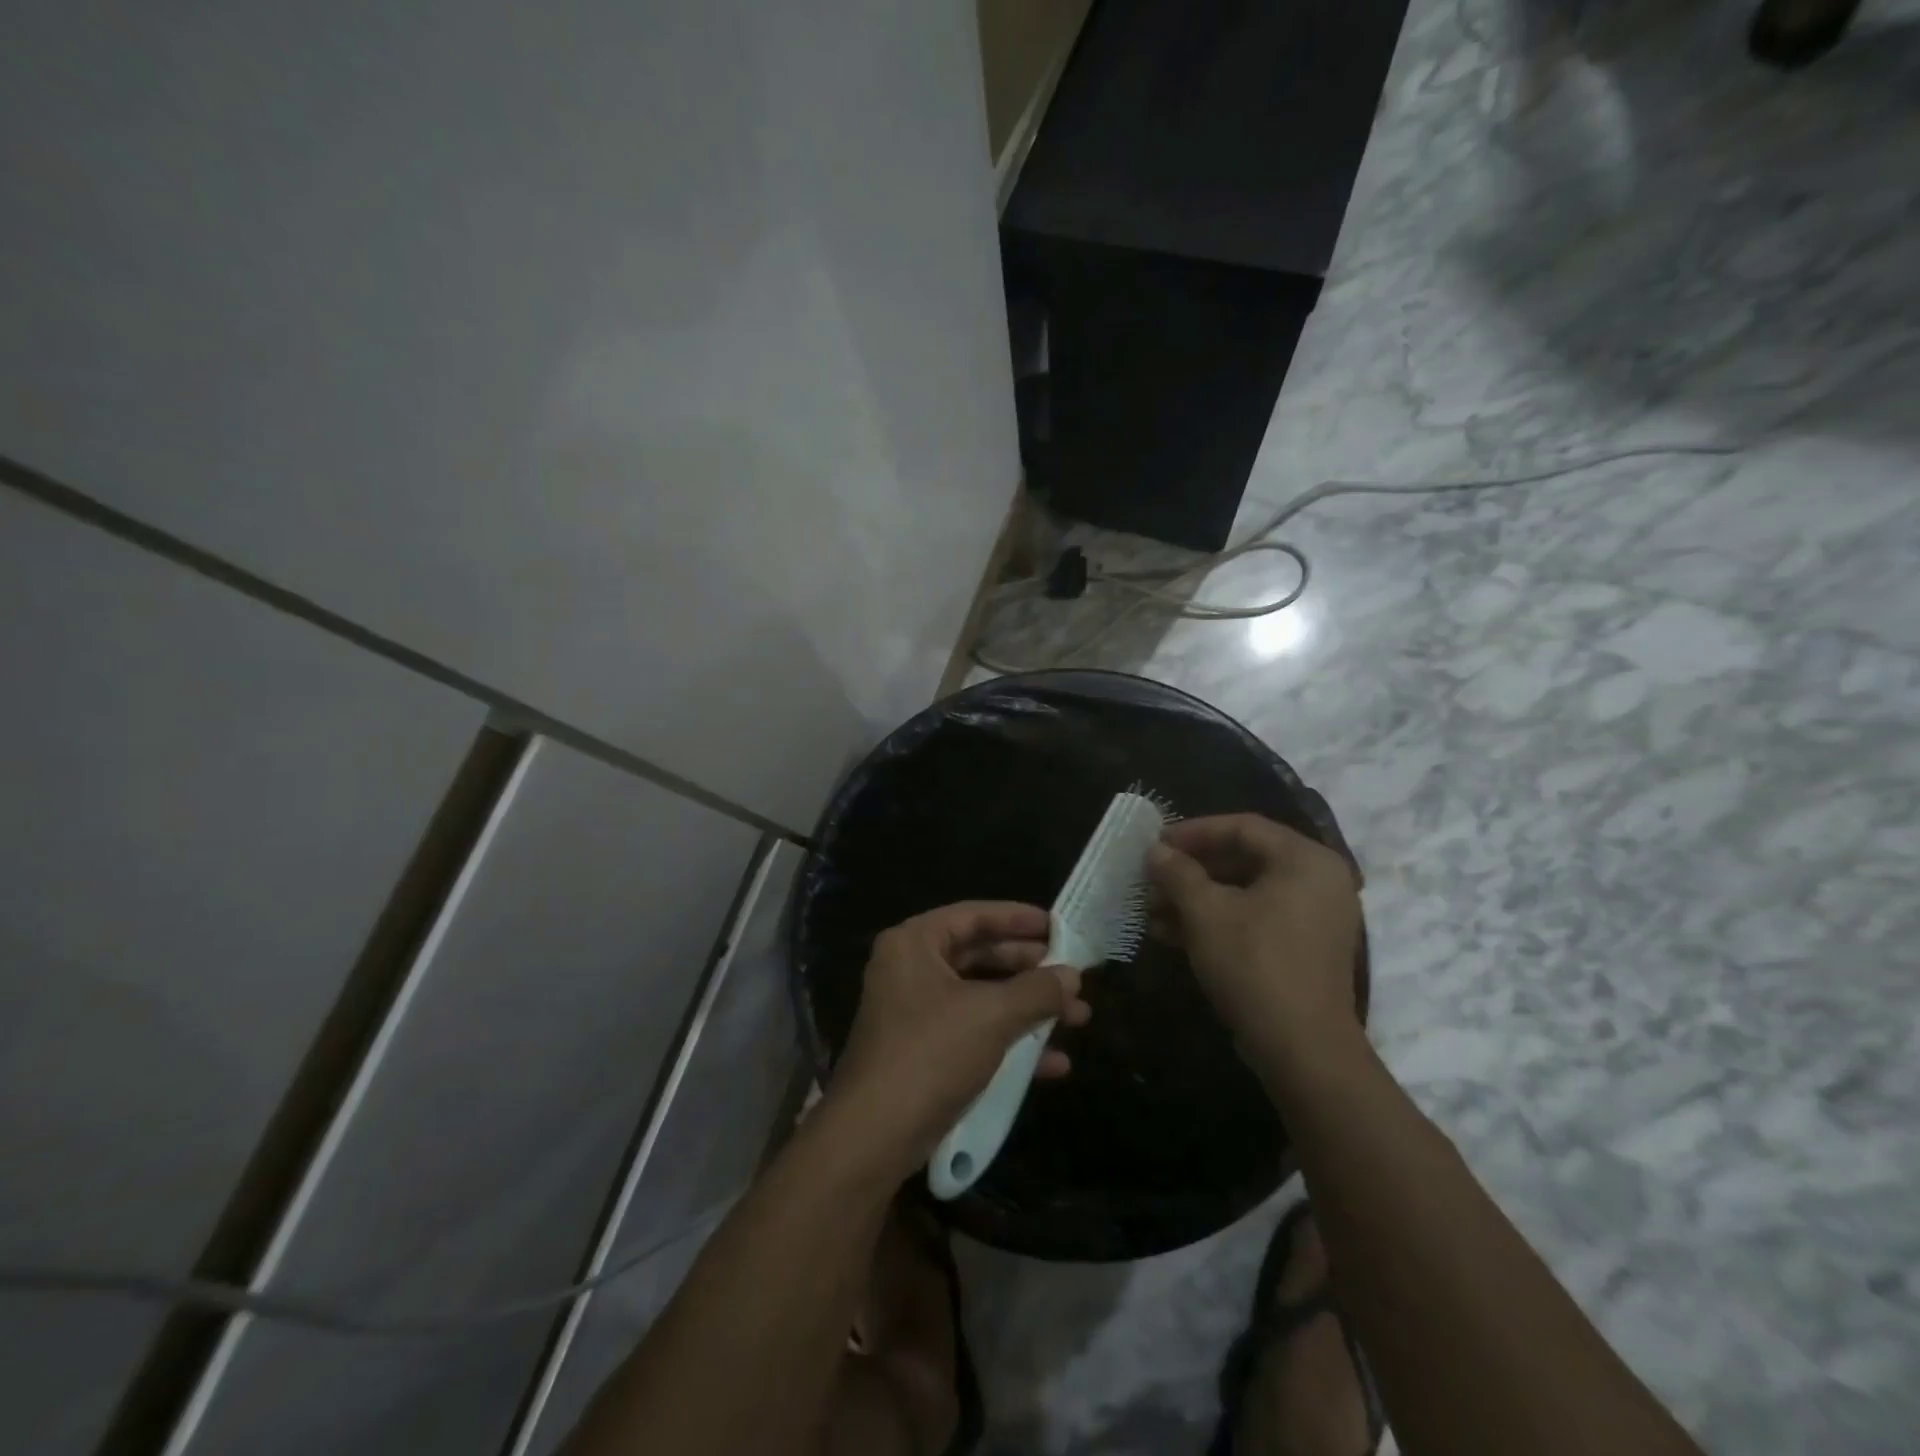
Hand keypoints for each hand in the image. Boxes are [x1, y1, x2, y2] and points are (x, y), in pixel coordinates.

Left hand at [828, 902, 1090, 1172]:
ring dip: (1028, 1008)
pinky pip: (973, 1032)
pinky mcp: (922, 1052)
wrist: (874, 1137)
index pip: (973, 915)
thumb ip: (1037, 991)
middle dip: (1030, 970)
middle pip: (979, 955)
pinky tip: (1054, 1063)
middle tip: (1072, 974)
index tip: (1057, 925)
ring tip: (1077, 1017)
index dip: (1018, 918)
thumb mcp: (992, 1015)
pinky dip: (1010, 1041)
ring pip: (981, 997)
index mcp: (914, 943)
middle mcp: (910, 969)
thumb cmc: (931, 1054)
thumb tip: (1073, 974)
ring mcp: (914, 1013)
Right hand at [1147, 814, 1362, 1067]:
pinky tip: (1172, 934)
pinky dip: (1217, 921)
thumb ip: (1177, 873)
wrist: (1303, 1050)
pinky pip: (1256, 918)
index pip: (1242, 827)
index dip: (1193, 832)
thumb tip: (1155, 851)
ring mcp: (1314, 917)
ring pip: (1245, 892)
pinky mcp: (1304, 948)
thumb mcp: (1205, 913)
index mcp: (1305, 860)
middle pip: (1243, 859)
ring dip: (1196, 898)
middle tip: (1151, 879)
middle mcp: (1318, 880)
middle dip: (1190, 870)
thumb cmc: (1255, 965)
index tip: (1154, 843)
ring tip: (1152, 911)